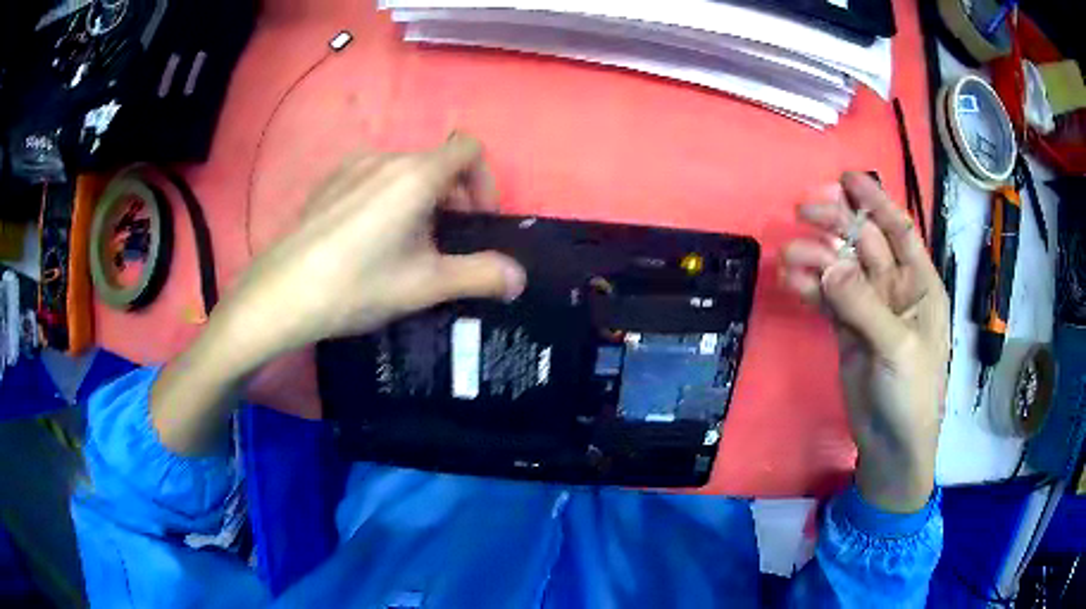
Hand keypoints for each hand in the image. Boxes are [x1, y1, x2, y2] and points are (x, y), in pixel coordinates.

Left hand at [152, 134, 525, 452]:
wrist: (282, 294)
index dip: (484, 180)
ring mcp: (351, 168)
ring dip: (420, 201)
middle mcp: (385, 159)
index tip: (476, 222)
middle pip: (437, 163)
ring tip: (405, 247)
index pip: (468, 148)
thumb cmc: (358, 285)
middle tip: (444, 246)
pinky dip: (387, 200)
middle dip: (453, 198)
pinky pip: (372, 179)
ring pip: (404, 172)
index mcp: (416, 175)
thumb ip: (480, 275)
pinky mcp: (327, 183)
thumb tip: (519, 279)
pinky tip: (367, 241)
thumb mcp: (426, 285)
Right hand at [781, 172, 949, 512]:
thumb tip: (826, 264)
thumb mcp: (897, 348)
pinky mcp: (846, 330)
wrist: (892, 446)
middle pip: (864, 243)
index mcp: (920, 285)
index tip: (847, 178)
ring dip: (816, 257)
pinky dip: (808, 287)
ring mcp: (868, 308)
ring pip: (841, 269)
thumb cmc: (912, 395)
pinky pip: (826, 299)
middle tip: (804, 210)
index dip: (876, 201)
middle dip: (837, 224)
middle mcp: (895, 289)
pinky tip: (789, 280)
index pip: (899, 230)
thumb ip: (864, 304)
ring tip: (789, 255)